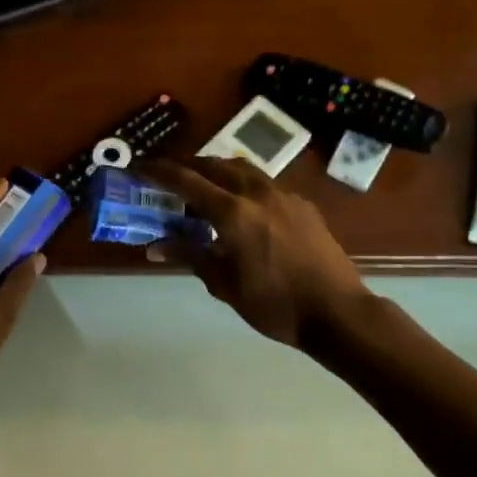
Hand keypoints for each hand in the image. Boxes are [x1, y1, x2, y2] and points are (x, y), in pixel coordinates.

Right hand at [140, 157, 367, 346]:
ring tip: (202, 186)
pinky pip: (264, 183)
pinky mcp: (302, 205)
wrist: (337, 312)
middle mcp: (257, 193)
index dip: (159, 172)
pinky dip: (242, 184)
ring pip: (242, 168)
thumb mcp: (224, 284)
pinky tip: (242, 207)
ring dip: (216, 170)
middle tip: (167, 176)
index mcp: (233, 213)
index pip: (186, 181)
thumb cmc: (274, 305)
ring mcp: (283, 195)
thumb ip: (190, 255)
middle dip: (187, 166)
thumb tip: (154, 246)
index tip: (139, 166)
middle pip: (214, 165)